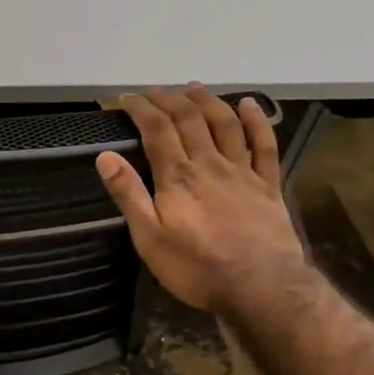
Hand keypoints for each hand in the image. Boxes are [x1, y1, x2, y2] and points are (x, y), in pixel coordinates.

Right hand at [97, 84, 305, 316]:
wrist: (261, 287)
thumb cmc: (196, 268)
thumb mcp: (149, 238)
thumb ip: (129, 195)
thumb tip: (105, 156)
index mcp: (177, 177)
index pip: (157, 130)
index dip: (141, 109)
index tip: (126, 98)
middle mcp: (210, 164)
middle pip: (189, 119)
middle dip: (169, 99)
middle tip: (155, 91)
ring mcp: (242, 172)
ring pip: (225, 124)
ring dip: (208, 101)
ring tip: (194, 87)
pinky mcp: (268, 185)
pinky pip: (264, 144)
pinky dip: (256, 120)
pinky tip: (249, 105)